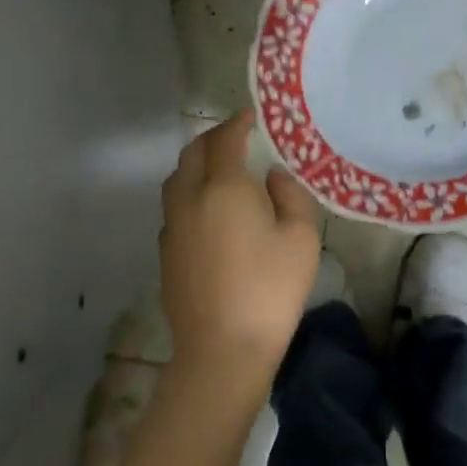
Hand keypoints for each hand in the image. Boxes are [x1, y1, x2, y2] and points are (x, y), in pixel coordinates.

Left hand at [158, 110, 322, 397]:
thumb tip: (271, 176)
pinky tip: (207, 211)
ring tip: (218, 168)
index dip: (237, 123)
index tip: (250, 115)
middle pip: (193, 153)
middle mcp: (190, 198)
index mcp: (223, 188)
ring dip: (196, 164)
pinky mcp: (165, 253)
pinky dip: (189, 193)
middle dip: (213, 138)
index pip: (225, 140)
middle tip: (235, 137)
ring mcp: (172, 227)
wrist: (222, 350)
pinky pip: (174, 207)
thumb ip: (289, 195)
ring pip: (177, 179)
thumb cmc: (270, 290)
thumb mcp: (301, 238)